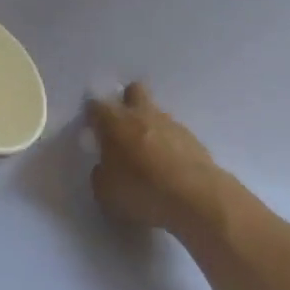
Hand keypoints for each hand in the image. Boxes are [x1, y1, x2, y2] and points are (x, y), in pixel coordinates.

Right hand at [87, 83, 231, 241]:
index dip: (93, 115)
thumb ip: (101, 174)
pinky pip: (175, 135)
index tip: (93, 129)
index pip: (97, 106)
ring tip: (149, 156)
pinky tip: (170, 168)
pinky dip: (170, 146)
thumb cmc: (141, 191)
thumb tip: (105, 167)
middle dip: (127, 101)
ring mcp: (171, 124)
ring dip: (150, 126)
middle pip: (134, 91)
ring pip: (157, 113)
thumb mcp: (105, 192)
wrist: (196, 198)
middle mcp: (142, 115)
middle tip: (123, 128)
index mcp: (114, 123)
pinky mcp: (194, 139)